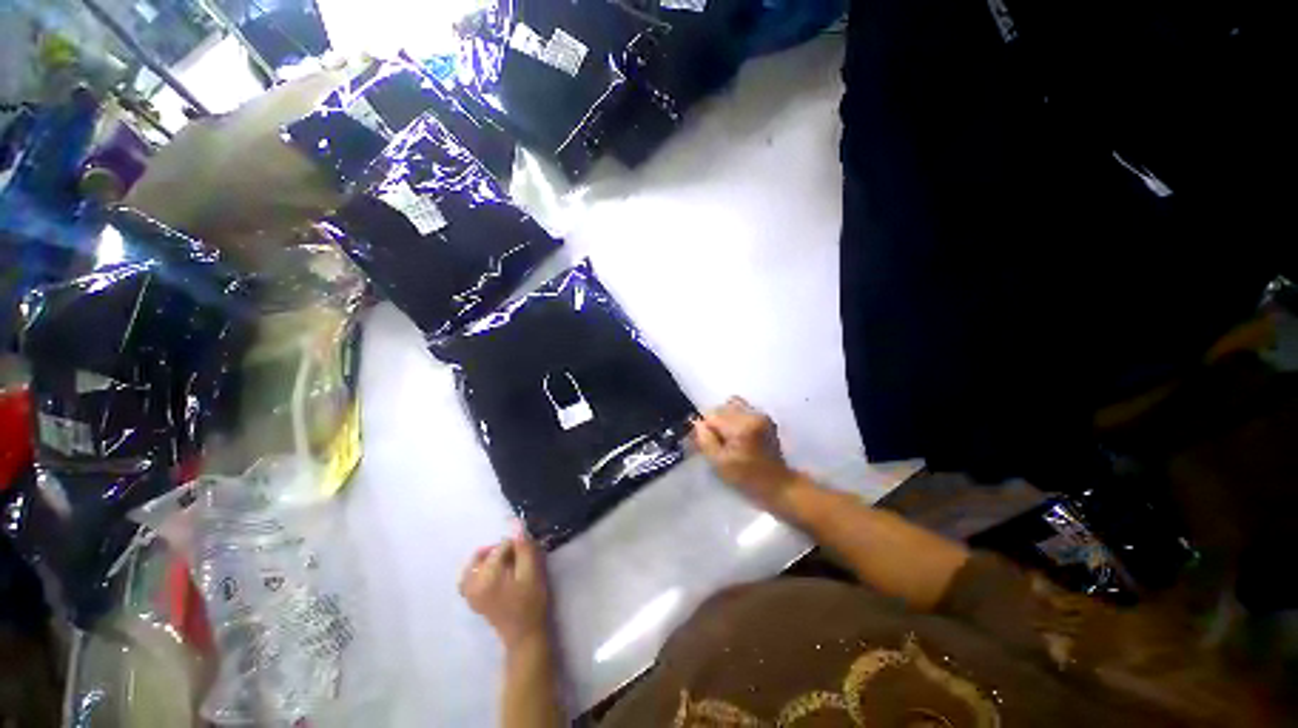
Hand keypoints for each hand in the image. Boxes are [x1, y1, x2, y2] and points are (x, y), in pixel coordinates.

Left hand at [459, 522, 549, 650]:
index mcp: (487, 577)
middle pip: (486, 553)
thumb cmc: (531, 602)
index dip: (517, 546)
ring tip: (507, 564)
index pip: (501, 546)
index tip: (528, 554)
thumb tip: (515, 522)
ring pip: (475, 564)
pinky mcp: (471, 599)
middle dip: (502, 551)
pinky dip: (479, 570)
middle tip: (518, 560)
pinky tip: (493, 573)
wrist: (524, 634)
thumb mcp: (532, 572)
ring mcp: (469, 593)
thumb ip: (523, 547)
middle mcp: (472, 583)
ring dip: (491, 559)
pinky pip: (469, 577)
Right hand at [693, 397, 805, 515]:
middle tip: (717, 441)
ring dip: (725, 418)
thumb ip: (705, 440)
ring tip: (728, 436)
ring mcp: (760, 414)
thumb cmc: (746, 478)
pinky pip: (743, 408)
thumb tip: (697, 423)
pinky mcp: (765, 417)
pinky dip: (736, 418)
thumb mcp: (719, 463)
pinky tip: (739, 434)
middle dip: (714, 422)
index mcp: (740, 427)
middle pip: (721, 408)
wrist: (777, 484)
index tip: (706, 442)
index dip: (705, 428)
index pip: (711, 415)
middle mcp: (752, 415)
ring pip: (731, 405)